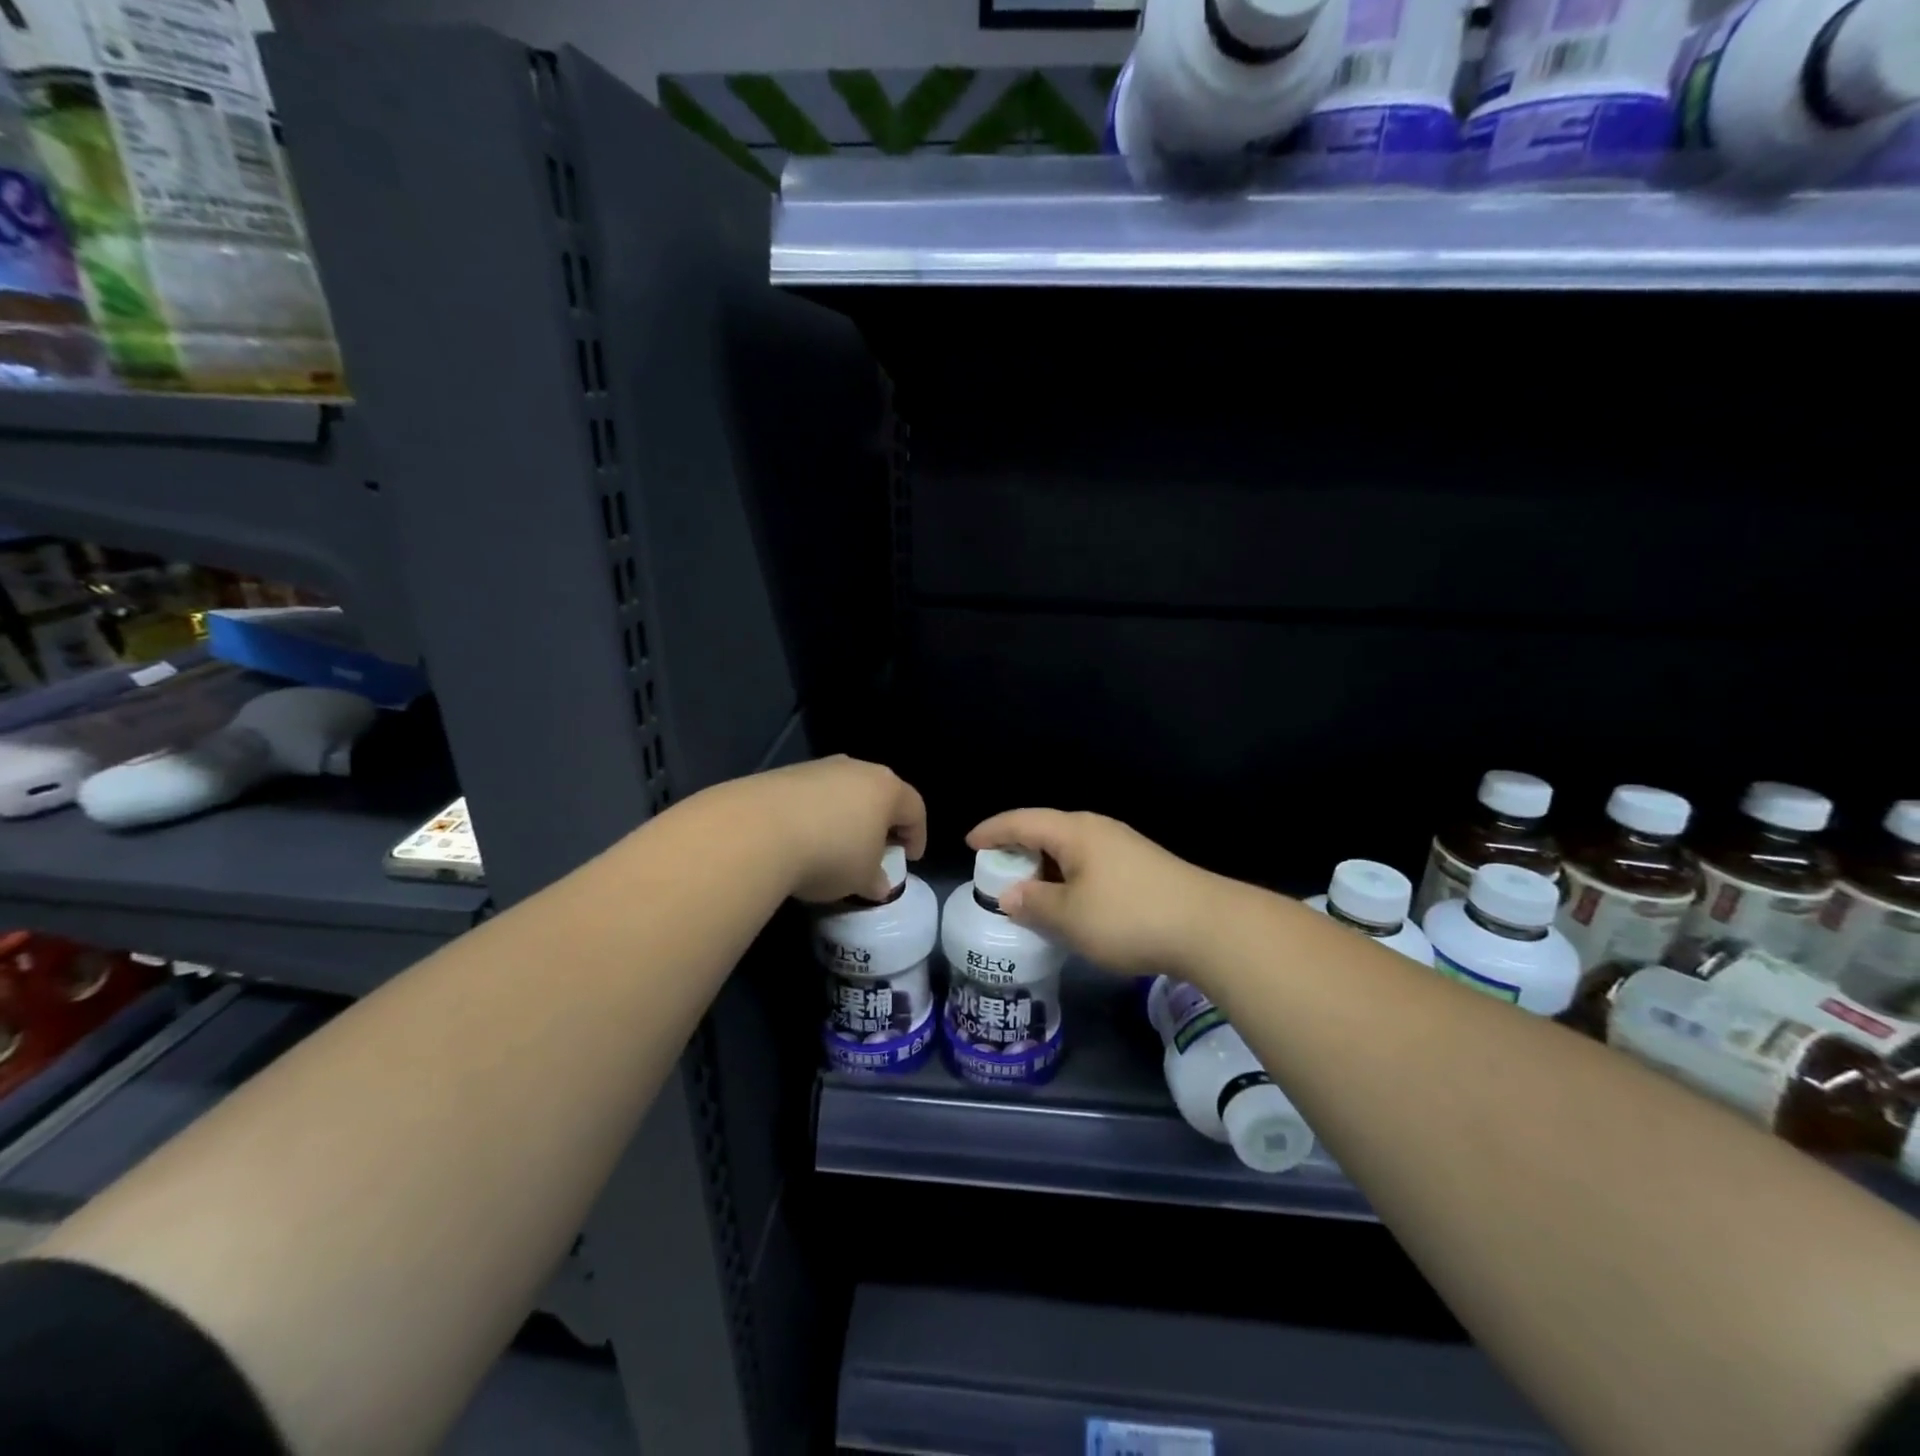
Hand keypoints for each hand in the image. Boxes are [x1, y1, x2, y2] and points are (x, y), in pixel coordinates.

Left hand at [729, 755, 927, 903]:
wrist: (758, 831)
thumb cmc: (830, 854)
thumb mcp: (862, 878)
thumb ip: (876, 880)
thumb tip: (878, 884)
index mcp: (887, 789)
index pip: (915, 809)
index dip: (917, 836)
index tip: (910, 859)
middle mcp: (857, 769)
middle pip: (879, 794)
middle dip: (881, 823)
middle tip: (877, 851)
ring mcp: (818, 768)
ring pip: (844, 792)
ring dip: (846, 817)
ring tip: (836, 846)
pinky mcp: (784, 774)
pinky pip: (812, 796)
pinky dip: (815, 815)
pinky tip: (803, 840)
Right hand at [966, 809, 1226, 978]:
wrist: (1208, 927)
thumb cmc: (1128, 917)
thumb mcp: (1070, 916)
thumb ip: (1034, 903)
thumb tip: (1010, 894)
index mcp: (1075, 831)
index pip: (1022, 821)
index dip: (993, 831)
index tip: (970, 843)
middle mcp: (1098, 829)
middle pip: (1047, 831)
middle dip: (1018, 849)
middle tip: (996, 872)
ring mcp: (1124, 846)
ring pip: (1071, 850)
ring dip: (1045, 867)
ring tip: (1029, 891)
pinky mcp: (1142, 867)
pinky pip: (1090, 864)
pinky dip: (1069, 878)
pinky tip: (1070, 903)